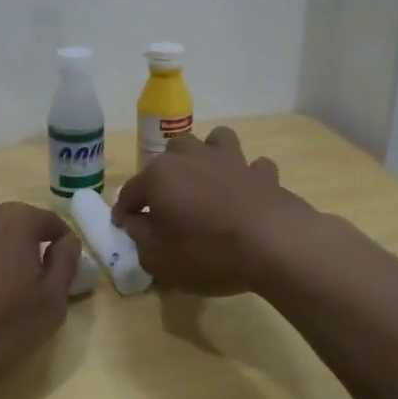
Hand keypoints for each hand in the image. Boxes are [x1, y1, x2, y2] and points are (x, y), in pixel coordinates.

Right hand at [111, 127, 318, 296]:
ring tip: (207, 181)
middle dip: (165, 175)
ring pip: (214, 140)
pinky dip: (247, 176)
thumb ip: (140, 237)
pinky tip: (246, 192)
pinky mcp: (263, 173)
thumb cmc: (206, 252)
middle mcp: (192, 157)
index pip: (131, 191)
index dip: (125, 211)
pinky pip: (253, 166)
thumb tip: (135, 221)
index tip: (124, 226)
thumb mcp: (158, 258)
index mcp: (160, 176)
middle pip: (170, 154)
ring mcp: (231, 160)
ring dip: (207, 156)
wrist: (273, 245)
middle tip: (168, 203)